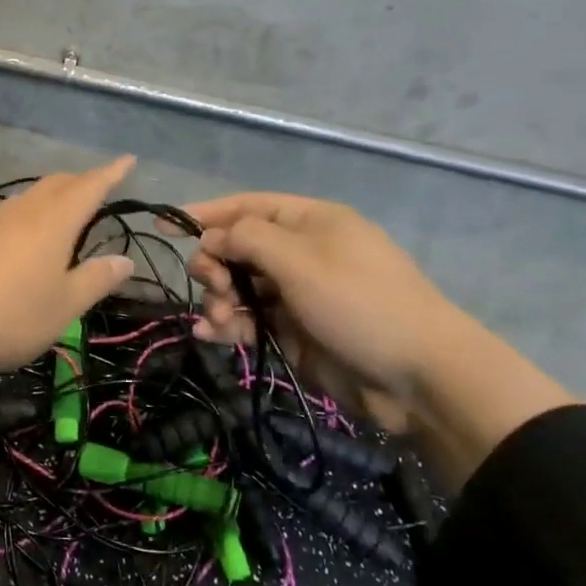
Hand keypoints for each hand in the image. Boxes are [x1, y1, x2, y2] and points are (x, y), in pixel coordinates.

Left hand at [0, 159, 137, 383]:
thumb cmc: (11, 315)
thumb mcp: (64, 306)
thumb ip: (96, 279)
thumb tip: (125, 260)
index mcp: (54, 221)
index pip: (89, 186)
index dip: (111, 172)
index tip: (128, 159)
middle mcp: (25, 211)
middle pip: (58, 183)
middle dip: (82, 181)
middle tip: (101, 187)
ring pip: (32, 194)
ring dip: (54, 194)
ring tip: (67, 208)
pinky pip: (13, 211)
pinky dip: (32, 211)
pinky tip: (29, 232)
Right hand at [181, 193, 577, 492]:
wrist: (421, 379)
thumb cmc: (359, 302)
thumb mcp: (299, 260)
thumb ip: (246, 239)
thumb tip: (211, 236)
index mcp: (310, 222)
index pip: (247, 207)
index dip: (205, 213)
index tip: (164, 223)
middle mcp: (302, 253)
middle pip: (239, 248)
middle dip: (215, 264)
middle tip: (212, 285)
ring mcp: (299, 295)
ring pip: (241, 288)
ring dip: (219, 299)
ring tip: (217, 320)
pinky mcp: (297, 334)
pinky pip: (251, 322)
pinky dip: (229, 327)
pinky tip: (210, 336)